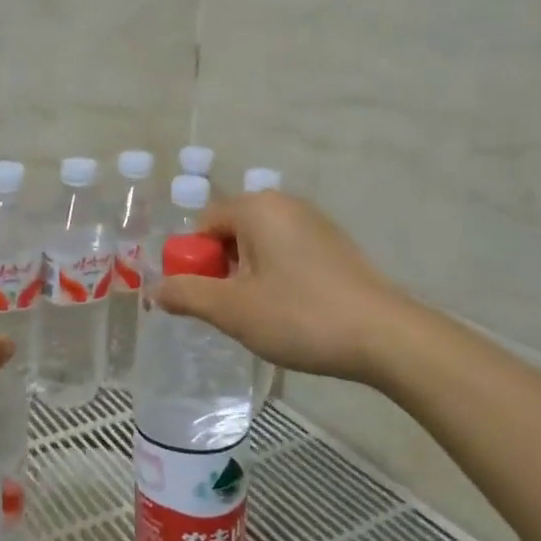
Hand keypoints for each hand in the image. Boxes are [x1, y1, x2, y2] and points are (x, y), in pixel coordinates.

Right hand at [156, 192, 405, 384]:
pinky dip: (277, 277)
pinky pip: (287, 253)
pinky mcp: (335, 245)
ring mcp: (315, 222)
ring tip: (262, 316)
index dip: (193, 263)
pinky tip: (292, 311)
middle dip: (222, 270)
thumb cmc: (300, 316)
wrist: (385, 336)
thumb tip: (156, 290)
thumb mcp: (232, 310)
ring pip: (260, 245)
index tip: (204, 299)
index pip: (202, 225)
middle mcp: (284, 204)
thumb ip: (187, 295)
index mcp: (256, 208)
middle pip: (231, 232)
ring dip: (249, 277)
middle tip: (232, 311)